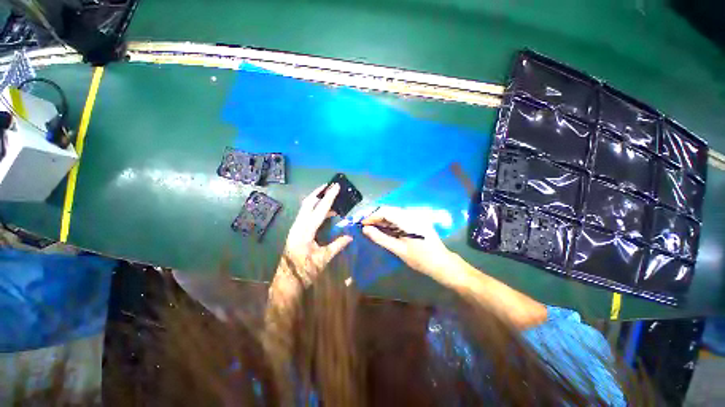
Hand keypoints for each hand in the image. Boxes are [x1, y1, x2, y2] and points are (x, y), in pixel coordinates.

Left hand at [272, 184, 352, 295]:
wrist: (287, 280)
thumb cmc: (305, 271)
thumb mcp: (323, 259)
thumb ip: (336, 246)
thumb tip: (350, 236)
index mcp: (306, 231)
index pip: (320, 210)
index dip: (329, 197)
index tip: (336, 186)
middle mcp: (298, 226)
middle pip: (308, 203)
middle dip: (319, 193)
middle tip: (330, 186)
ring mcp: (295, 228)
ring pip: (305, 209)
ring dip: (316, 201)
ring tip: (330, 199)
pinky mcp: (294, 232)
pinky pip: (304, 216)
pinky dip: (314, 210)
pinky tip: (323, 215)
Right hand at [361, 206, 452, 276]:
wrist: (440, 262)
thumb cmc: (420, 259)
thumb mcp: (399, 250)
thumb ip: (381, 238)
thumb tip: (366, 230)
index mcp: (409, 220)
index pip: (386, 211)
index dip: (372, 216)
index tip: (362, 224)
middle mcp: (413, 215)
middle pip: (391, 210)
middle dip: (377, 217)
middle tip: (366, 227)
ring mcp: (417, 217)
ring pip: (396, 213)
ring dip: (384, 219)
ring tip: (373, 229)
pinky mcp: (419, 221)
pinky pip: (402, 217)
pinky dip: (392, 222)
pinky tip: (386, 230)